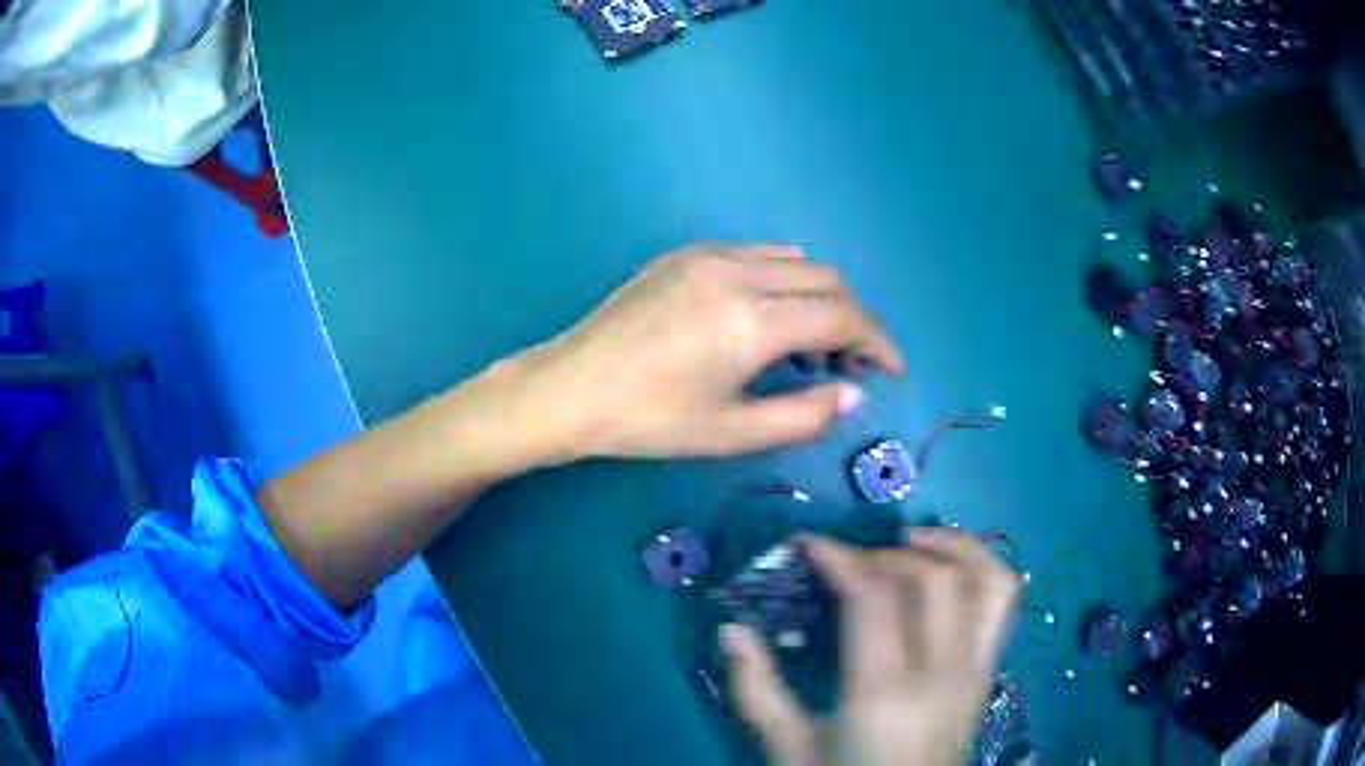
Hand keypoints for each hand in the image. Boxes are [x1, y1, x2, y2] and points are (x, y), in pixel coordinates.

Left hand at [515, 244, 902, 460]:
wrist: (569, 389)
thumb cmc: (648, 420)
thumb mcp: (731, 432)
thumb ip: (804, 414)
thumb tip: (853, 394)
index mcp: (751, 320)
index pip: (841, 317)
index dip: (876, 342)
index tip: (891, 369)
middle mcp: (736, 272)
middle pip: (825, 280)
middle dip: (852, 320)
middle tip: (851, 365)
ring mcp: (707, 255)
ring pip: (793, 261)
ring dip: (818, 297)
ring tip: (810, 345)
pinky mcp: (684, 254)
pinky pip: (755, 255)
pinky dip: (782, 281)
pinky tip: (766, 319)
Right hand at [721, 529, 1019, 765]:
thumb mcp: (788, 746)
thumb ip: (756, 689)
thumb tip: (731, 630)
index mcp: (883, 693)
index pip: (872, 598)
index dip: (838, 557)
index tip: (806, 543)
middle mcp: (940, 673)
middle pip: (930, 579)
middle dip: (883, 553)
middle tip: (846, 561)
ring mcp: (973, 670)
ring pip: (982, 580)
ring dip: (949, 546)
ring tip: (909, 541)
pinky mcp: (987, 672)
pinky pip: (1001, 602)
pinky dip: (982, 566)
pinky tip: (949, 567)